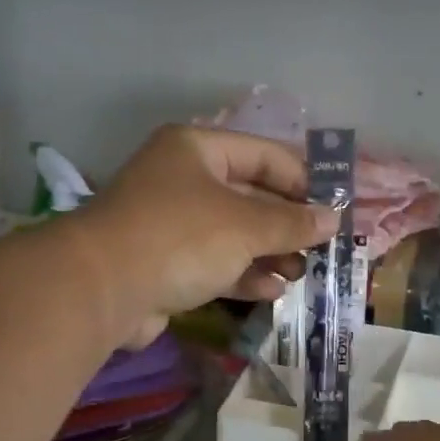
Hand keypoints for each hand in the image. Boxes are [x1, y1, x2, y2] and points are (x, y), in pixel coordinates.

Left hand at [78, 126, 338, 346]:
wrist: (101, 289)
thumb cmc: (180, 238)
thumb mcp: (245, 225)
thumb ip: (292, 222)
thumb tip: (332, 219)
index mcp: (197, 150)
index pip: (266, 155)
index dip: (305, 180)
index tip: (338, 206)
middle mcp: (183, 181)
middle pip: (251, 197)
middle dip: (288, 224)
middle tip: (325, 246)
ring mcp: (172, 225)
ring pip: (234, 235)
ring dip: (270, 253)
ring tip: (304, 272)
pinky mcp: (165, 265)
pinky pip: (215, 264)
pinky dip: (244, 275)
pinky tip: (274, 290)